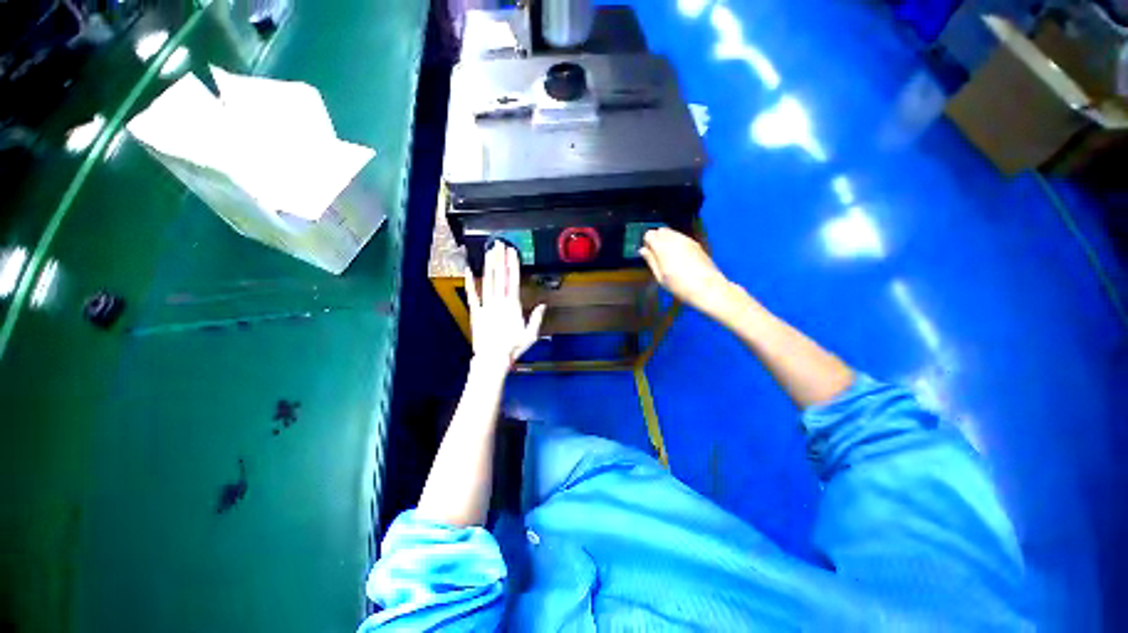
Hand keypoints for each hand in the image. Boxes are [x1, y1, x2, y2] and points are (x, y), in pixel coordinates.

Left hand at [464, 243, 545, 373]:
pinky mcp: (476, 312)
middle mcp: (499, 303)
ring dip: (489, 266)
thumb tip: (544, 305)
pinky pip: (472, 295)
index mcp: (513, 306)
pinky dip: (470, 283)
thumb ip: (537, 318)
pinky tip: (468, 270)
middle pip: (500, 277)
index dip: (513, 265)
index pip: (513, 281)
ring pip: (487, 282)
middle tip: (499, 245)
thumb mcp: (531, 335)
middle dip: (500, 259)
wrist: (492, 358)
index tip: (512, 252)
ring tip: (489, 252)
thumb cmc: (512, 348)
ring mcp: (486, 306)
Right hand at [639, 227, 734, 315]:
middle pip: (661, 231)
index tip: (648, 253)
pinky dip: (676, 241)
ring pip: (671, 232)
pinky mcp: (695, 243)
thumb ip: (651, 261)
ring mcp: (686, 240)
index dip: (647, 242)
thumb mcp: (660, 277)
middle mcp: (674, 239)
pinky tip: (678, 255)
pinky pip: (681, 236)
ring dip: (666, 239)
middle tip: (656, 254)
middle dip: (656, 239)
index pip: (649, 235)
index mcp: (662, 247)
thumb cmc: (680, 286)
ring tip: (667, 255)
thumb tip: (643, 250)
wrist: (707, 288)